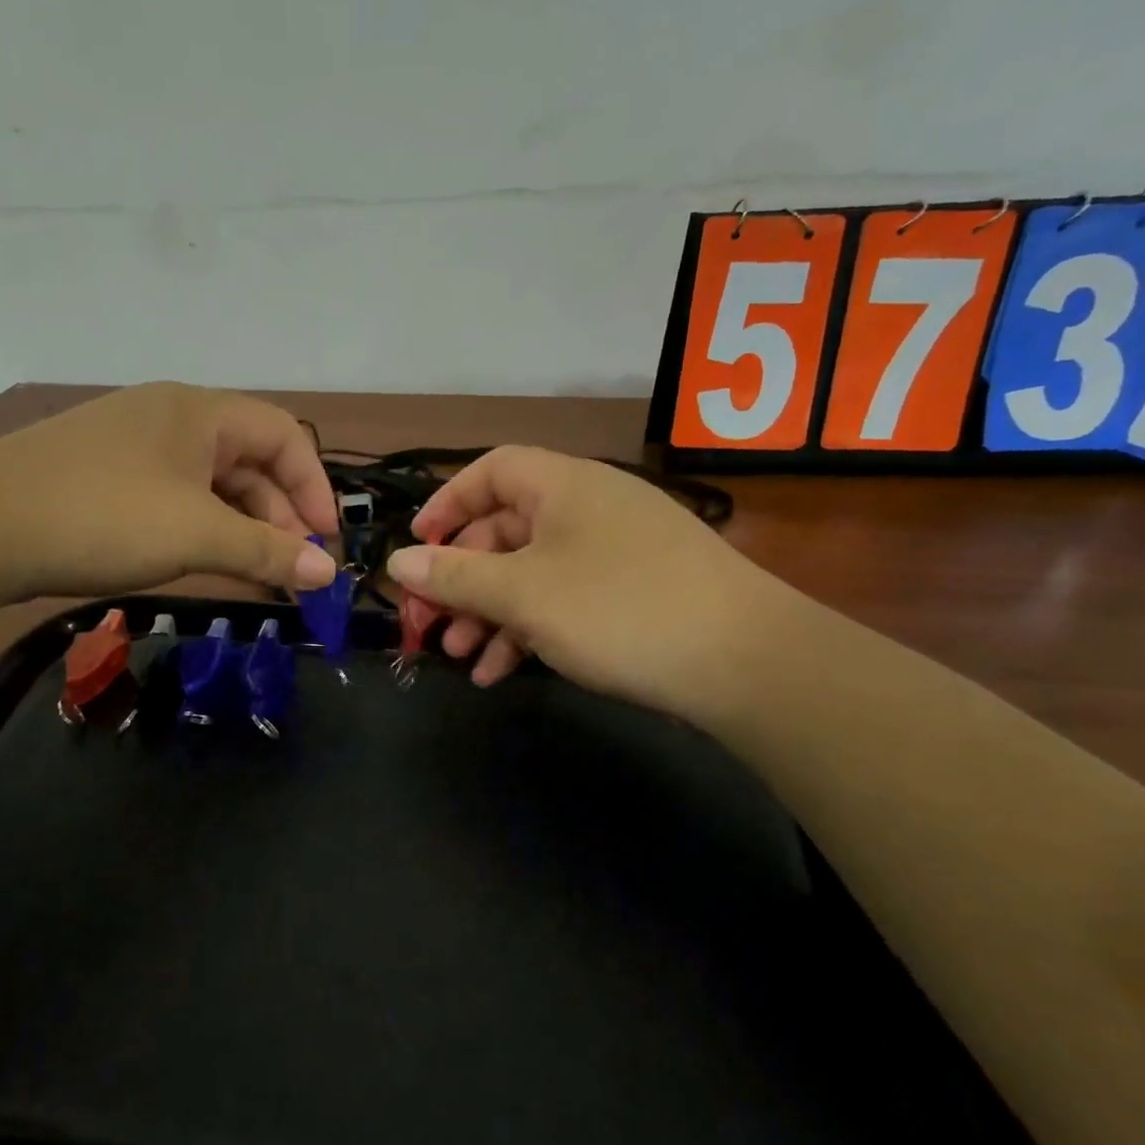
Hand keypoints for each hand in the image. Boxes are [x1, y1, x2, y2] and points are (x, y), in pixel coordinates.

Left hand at [0, 383, 339, 599]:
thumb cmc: (103, 517)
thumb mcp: (197, 536)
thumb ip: (267, 553)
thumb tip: (328, 575)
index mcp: (199, 411)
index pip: (285, 435)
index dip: (315, 487)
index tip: (325, 543)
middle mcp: (170, 418)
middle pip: (249, 461)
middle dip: (279, 516)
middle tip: (290, 571)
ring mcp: (133, 447)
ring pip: (211, 485)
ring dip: (241, 529)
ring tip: (255, 576)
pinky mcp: (104, 478)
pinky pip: (175, 500)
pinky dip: (202, 531)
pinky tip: (205, 565)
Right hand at [385, 446, 791, 720]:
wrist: (746, 663)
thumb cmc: (618, 609)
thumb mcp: (523, 594)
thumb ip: (455, 577)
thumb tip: (398, 563)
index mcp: (561, 486)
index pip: (489, 472)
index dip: (445, 505)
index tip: (417, 551)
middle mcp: (586, 508)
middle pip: (502, 530)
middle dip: (459, 579)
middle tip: (427, 625)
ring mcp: (613, 552)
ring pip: (529, 573)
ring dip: (487, 613)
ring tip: (458, 658)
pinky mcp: (631, 594)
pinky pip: (562, 601)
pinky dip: (527, 631)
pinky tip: (500, 672)